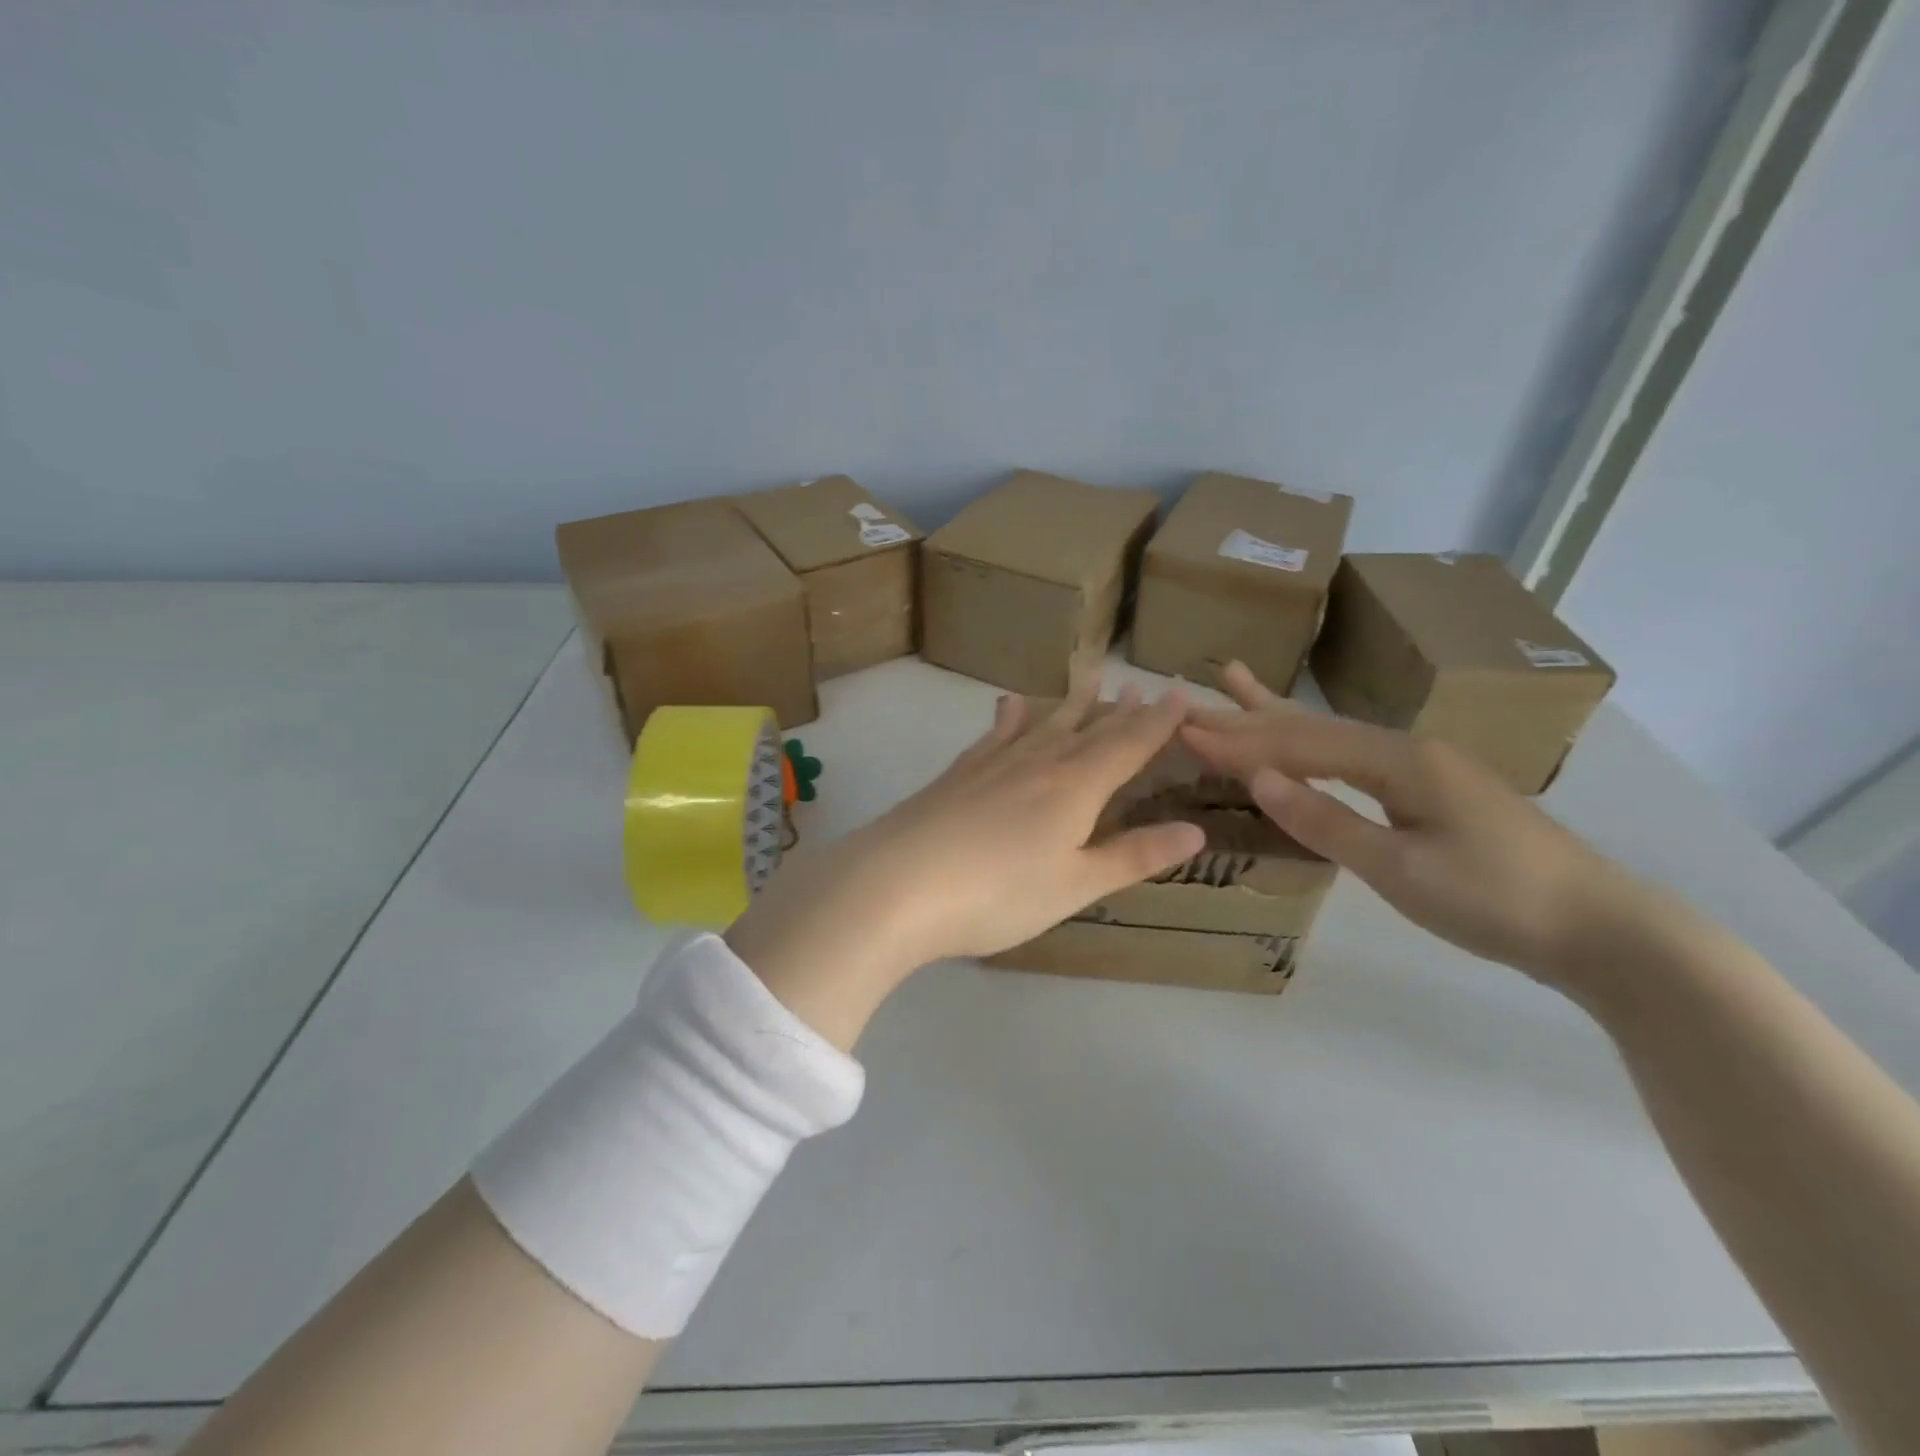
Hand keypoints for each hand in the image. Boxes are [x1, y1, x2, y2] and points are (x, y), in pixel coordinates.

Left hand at [728, 681, 1204, 1047]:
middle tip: (1141, 685)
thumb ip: (1133, 855)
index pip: (1128, 745)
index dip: (1158, 722)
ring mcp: (994, 762)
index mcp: (1076, 787)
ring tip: (1091, 678)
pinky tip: (1009, 704)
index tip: (1181, 695)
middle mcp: (1039, 762)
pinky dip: (1010, 717)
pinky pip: (995, 734)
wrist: (898, 883)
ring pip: (1044, 723)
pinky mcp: (959, 772)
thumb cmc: (998, 893)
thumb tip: (1195, 829)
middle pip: (1088, 729)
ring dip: (1072, 703)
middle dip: (1120, 710)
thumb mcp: (1075, 885)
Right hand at [1181, 661, 1669, 993]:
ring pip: (1332, 736)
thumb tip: (1258, 778)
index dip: (1239, 738)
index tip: (1182, 729)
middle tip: (1190, 700)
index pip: (1299, 742)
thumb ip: (1325, 820)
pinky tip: (1303, 741)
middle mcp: (1406, 749)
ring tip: (1236, 681)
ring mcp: (1422, 767)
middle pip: (1311, 727)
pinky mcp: (1430, 790)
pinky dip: (1312, 745)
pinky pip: (1352, 758)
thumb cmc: (1495, 900)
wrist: (1601, 930)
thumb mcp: (1400, 869)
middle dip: (1247, 716)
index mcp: (1399, 760)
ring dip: (1278, 717)